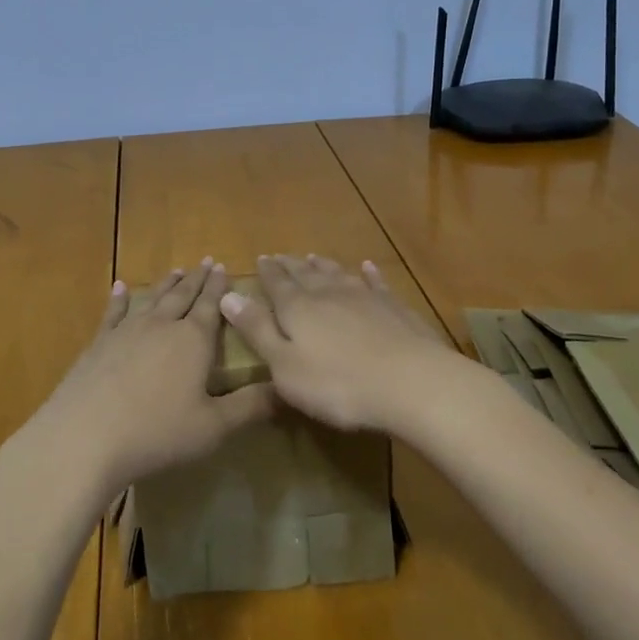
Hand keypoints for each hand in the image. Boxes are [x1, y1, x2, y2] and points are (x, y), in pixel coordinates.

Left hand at [22, 259, 275, 498]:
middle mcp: (163, 325)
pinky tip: (121, 287)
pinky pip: (114, 313)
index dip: (218, 287)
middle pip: (183, 296)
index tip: (223, 266)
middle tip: (205, 261)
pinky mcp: (101, 342)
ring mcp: (128, 330)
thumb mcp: (213, 427)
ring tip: (176, 270)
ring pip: (154, 299)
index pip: (211, 306)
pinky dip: (120, 299)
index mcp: (194, 341)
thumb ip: (250, 407)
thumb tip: (286, 389)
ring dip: (167, 284)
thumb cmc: (157, 432)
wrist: (87, 434)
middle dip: (196, 279)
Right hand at [219, 253, 460, 434]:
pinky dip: (369, 274)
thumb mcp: (284, 366)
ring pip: (338, 275)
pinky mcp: (394, 308)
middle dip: (291, 266)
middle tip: (281, 256)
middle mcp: (328, 294)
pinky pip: (376, 284)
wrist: (410, 382)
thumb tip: (227, 295)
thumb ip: (257, 330)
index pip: (277, 284)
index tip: (261, 259)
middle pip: (305, 275)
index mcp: (297, 308)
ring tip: (314, 257)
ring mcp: (364, 298)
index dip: (267, 273)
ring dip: (324, 266)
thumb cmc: (337, 383)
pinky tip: (367, 267)